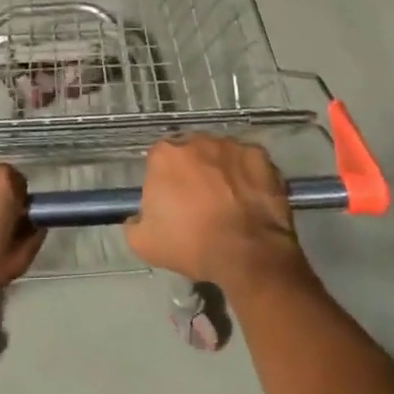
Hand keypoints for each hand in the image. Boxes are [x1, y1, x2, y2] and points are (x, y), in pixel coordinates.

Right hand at [125, 134, 306, 289]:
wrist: (247, 253)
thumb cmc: (192, 244)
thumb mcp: (144, 244)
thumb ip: (134, 223)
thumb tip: (137, 217)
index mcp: (165, 155)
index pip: (159, 159)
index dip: (165, 180)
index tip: (172, 200)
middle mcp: (197, 140)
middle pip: (190, 151)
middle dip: (193, 170)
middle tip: (200, 200)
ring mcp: (231, 145)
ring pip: (220, 153)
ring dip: (220, 170)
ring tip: (228, 200)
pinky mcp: (259, 155)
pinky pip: (248, 161)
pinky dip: (247, 174)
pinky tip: (249, 197)